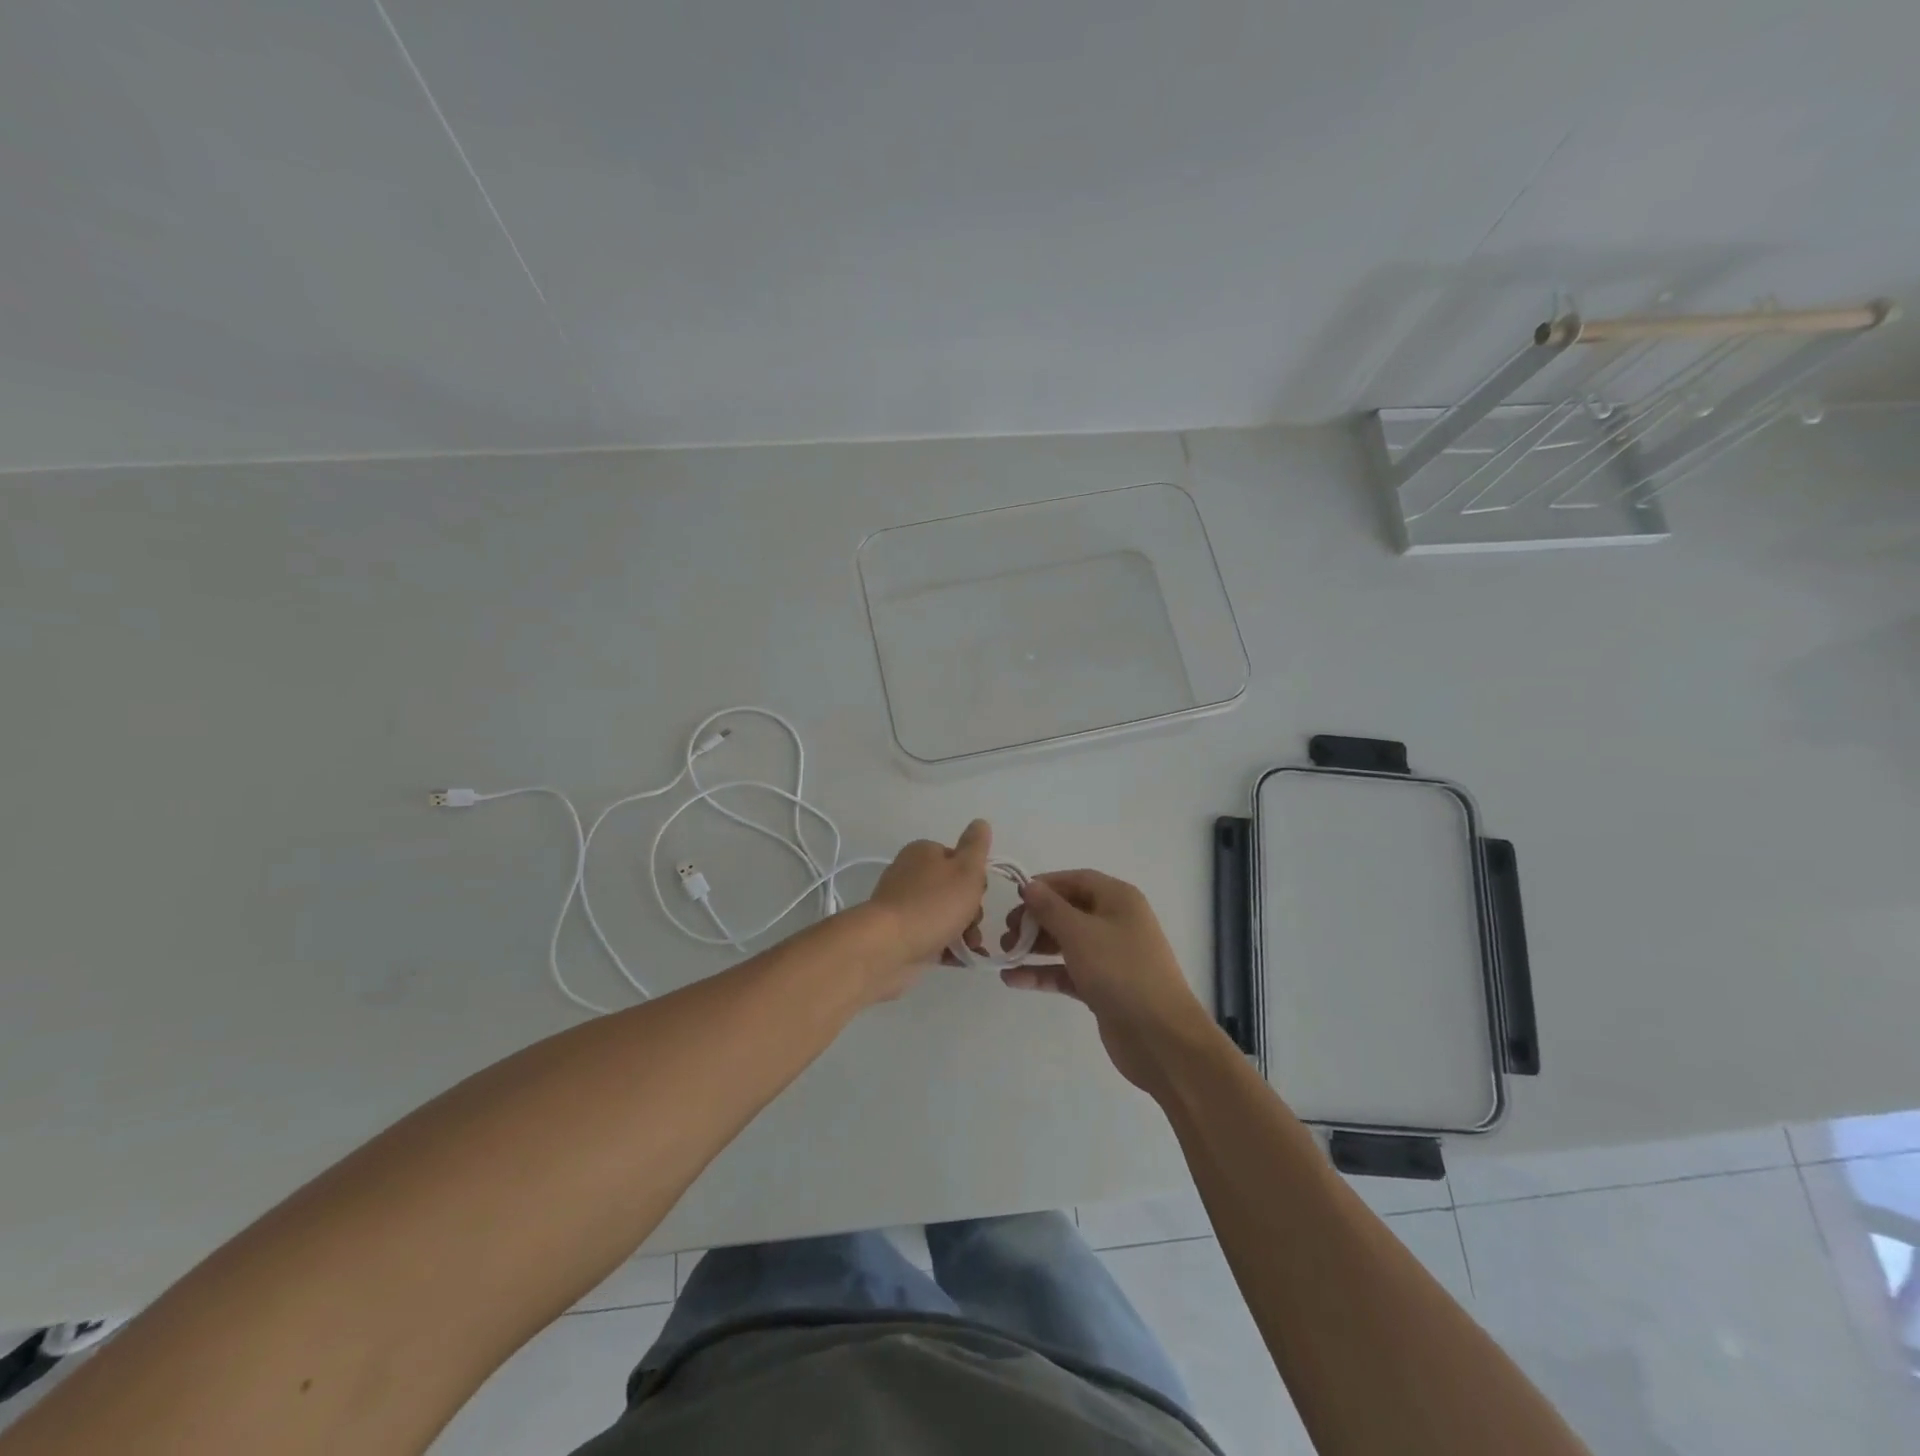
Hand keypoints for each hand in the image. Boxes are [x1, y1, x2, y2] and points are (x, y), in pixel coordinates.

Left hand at [865, 820, 992, 974]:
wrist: (888, 947)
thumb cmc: (933, 904)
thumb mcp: (966, 870)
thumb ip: (976, 846)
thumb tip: (980, 822)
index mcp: (922, 852)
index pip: (958, 859)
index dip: (974, 878)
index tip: (980, 894)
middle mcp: (910, 874)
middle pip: (952, 889)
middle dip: (970, 909)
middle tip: (973, 924)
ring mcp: (903, 906)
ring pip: (943, 915)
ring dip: (963, 931)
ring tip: (970, 948)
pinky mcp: (900, 934)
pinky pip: (932, 937)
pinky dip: (947, 947)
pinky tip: (959, 959)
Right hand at [1000, 870, 1217, 1091]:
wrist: (1160, 1037)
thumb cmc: (1120, 971)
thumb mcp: (1080, 933)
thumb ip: (1050, 908)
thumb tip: (1029, 886)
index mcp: (1119, 899)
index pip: (1077, 880)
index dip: (1046, 885)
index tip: (1015, 897)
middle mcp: (1117, 922)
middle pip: (1069, 911)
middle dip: (1036, 918)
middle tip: (1007, 931)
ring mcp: (1111, 957)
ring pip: (1067, 943)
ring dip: (1036, 946)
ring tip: (1005, 954)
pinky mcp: (1103, 987)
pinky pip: (1068, 972)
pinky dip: (1044, 973)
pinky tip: (1014, 980)